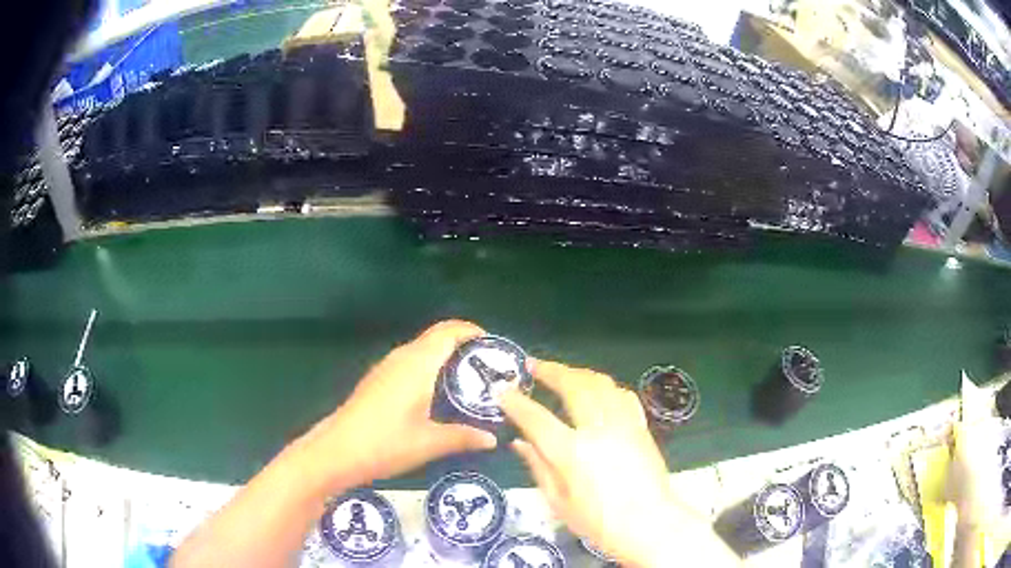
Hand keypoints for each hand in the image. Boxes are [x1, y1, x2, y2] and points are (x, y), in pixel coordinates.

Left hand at [309, 320, 496, 492]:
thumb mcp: (429, 443)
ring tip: (469, 381)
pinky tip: (438, 394)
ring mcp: (386, 367)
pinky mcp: (378, 379)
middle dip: (464, 345)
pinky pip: (411, 362)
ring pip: (422, 349)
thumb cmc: (385, 443)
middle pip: (437, 337)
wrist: (337, 450)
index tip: (495, 346)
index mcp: (418, 364)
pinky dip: (430, 367)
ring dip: (446, 356)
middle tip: (488, 368)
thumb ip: (463, 437)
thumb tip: (493, 438)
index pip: (449, 331)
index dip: (473, 331)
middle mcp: (402, 357)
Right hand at [501, 359, 738, 566]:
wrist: (649, 523)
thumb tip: (519, 442)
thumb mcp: (558, 502)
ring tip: (562, 373)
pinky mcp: (641, 427)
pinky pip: (622, 395)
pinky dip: (605, 386)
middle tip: (534, 366)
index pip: (537, 418)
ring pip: (600, 383)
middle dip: (551, 371)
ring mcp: (624, 424)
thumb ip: (538, 467)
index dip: (516, 402)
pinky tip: (597, 389)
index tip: (503, 390)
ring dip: (577, 373)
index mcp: (572, 453)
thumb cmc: (598, 522)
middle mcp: (599, 430)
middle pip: (573, 386)